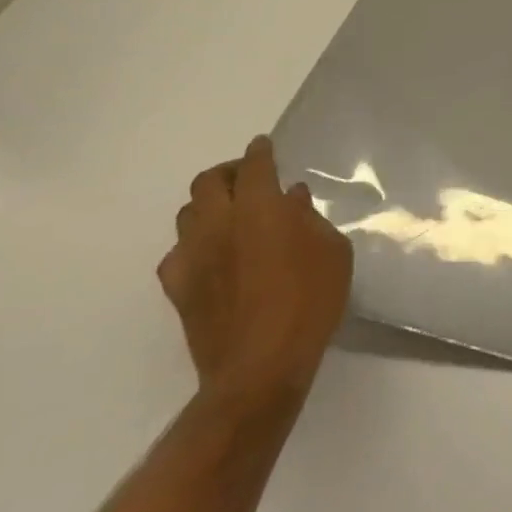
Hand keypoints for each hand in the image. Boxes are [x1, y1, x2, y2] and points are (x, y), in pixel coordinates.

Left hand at [159, 136, 353, 407]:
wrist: (260, 365)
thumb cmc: (310, 300)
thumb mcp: (333, 252)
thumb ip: (310, 220)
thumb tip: (292, 200)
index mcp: (260, 208)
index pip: (254, 166)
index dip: (260, 152)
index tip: (264, 146)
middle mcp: (219, 224)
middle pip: (208, 182)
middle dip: (228, 172)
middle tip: (248, 178)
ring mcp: (193, 256)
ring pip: (188, 214)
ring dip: (208, 206)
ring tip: (231, 215)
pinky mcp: (178, 288)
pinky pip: (178, 253)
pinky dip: (195, 245)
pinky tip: (213, 256)